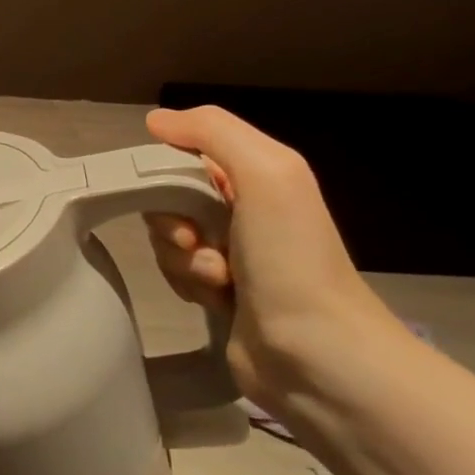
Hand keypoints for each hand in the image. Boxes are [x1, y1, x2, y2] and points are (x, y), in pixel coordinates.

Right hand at [141, 105, 400, 409]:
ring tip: (218, 281)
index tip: (173, 197)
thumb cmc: (292, 257)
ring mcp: (232, 253)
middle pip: (170, 197)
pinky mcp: (219, 293)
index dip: (168, 172)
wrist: (318, 355)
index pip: (186, 153)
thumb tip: (156, 120)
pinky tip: (215, 300)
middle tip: (194, 242)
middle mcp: (244, 209)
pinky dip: (186, 284)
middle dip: (172, 221)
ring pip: (169, 238)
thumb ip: (213, 131)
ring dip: (182, 258)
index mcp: (258, 175)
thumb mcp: (266, 173)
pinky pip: (175, 272)